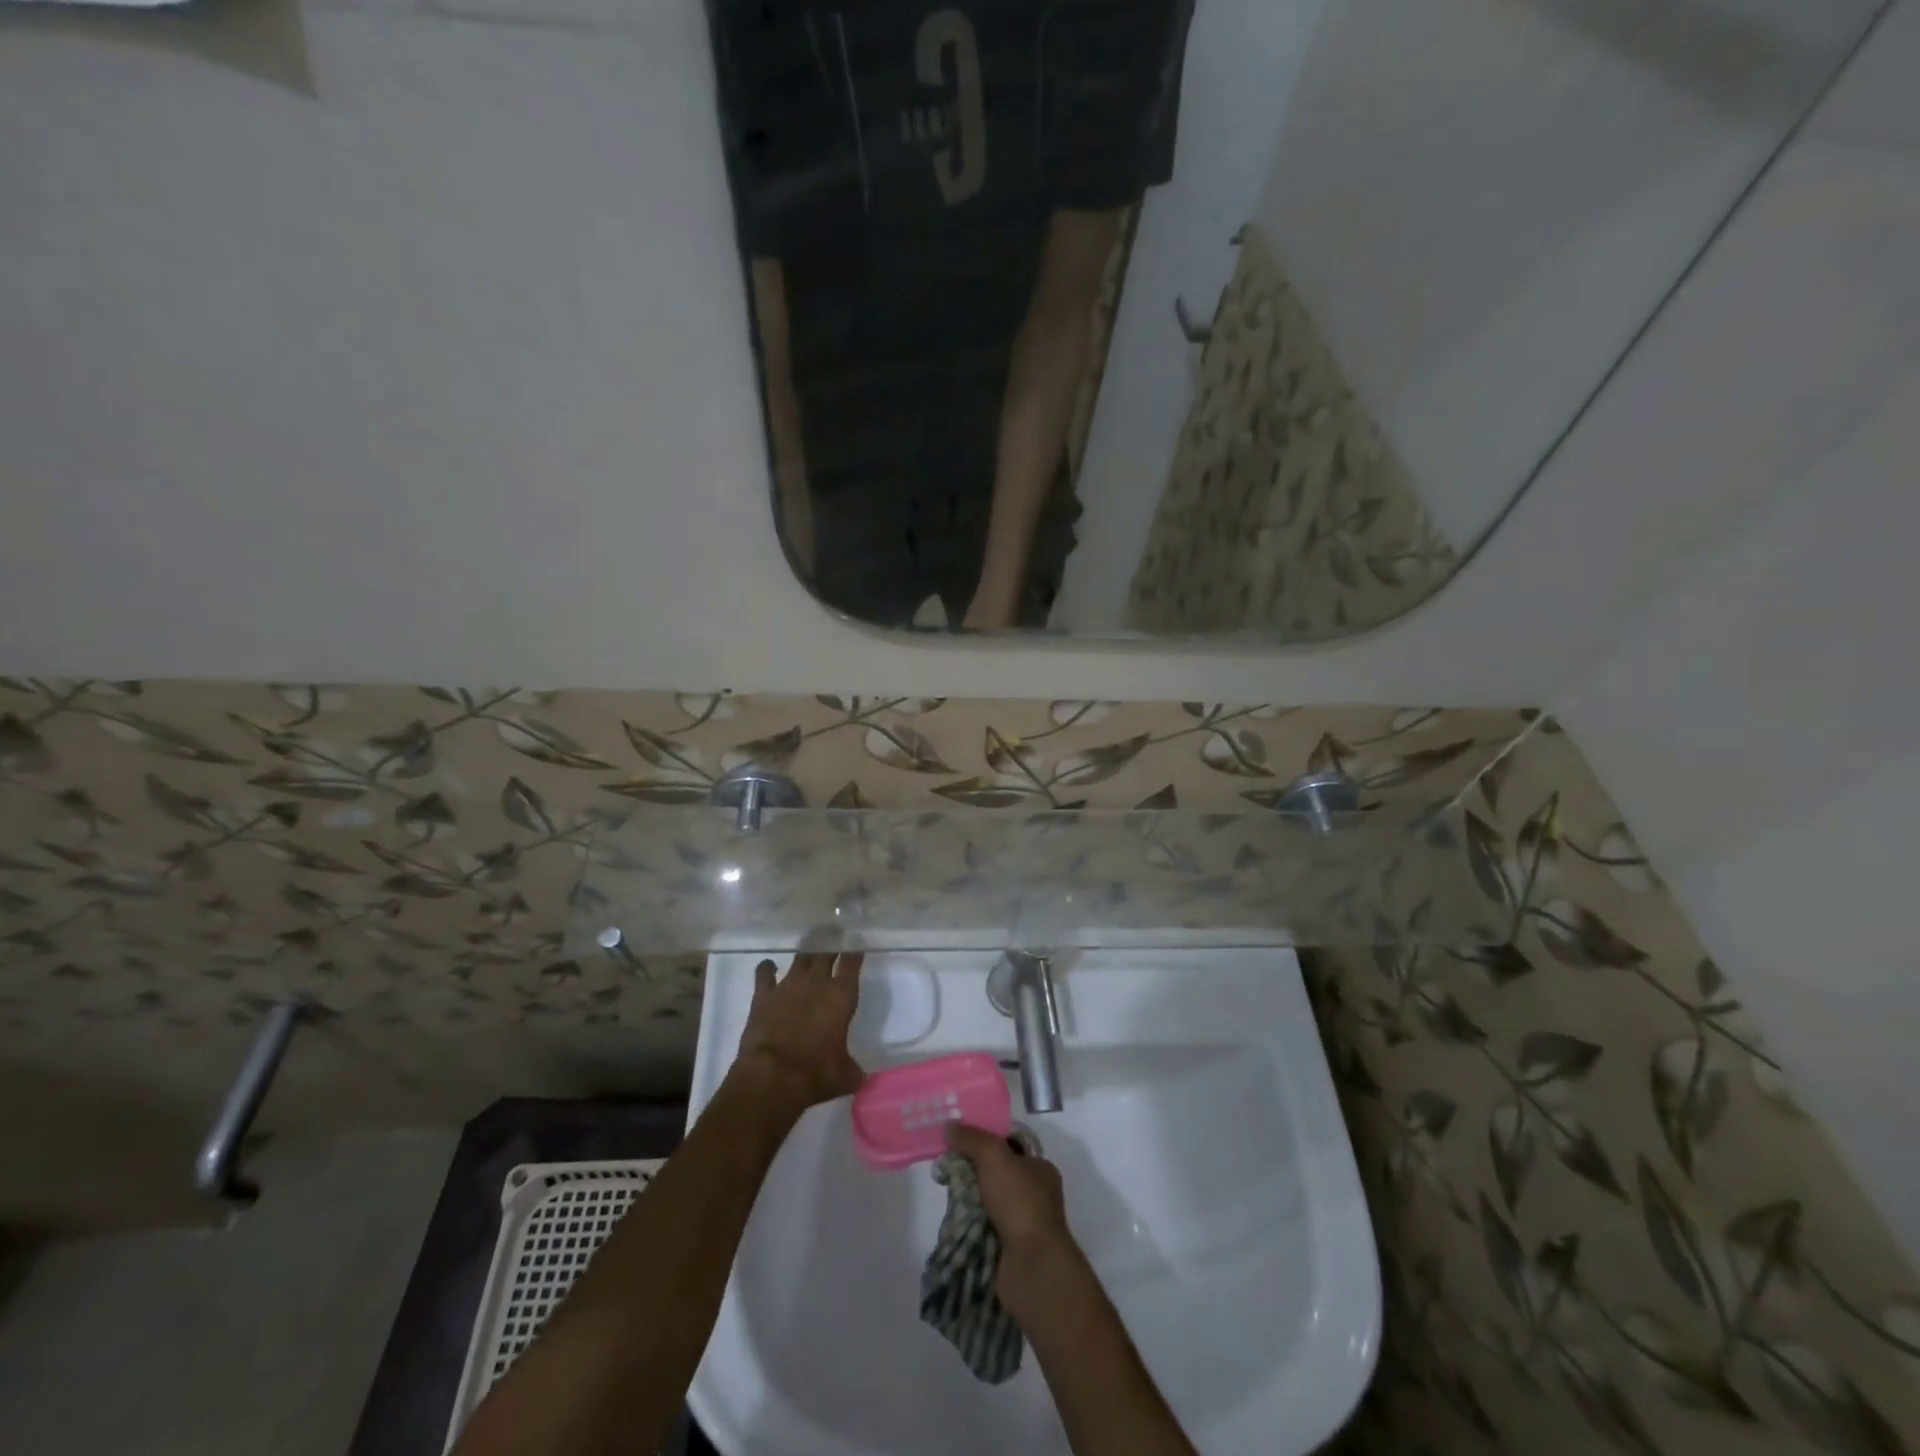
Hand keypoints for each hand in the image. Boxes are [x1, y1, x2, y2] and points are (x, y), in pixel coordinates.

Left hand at [733, 950, 864, 1115]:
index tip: (856, 944)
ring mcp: (788, 985)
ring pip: (800, 958)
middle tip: (834, 934)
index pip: (852, 962)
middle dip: (831, 941)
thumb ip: (852, 1068)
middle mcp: (817, 982)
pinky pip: (765, 973)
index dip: (855, 950)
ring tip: (809, 946)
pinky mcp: (763, 995)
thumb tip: (858, 1076)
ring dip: (806, 952)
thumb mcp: (845, 1075)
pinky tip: (769, 967)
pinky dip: (768, 968)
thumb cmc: (817, 1073)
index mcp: (841, 995)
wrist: (773, 1076)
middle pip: (826, 951)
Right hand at [946, 1123, 1088, 1319]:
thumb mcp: (994, 1156)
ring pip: (989, 1203)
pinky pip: (985, 1230)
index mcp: (1040, 1169)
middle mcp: (1036, 1195)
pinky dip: (971, 1227)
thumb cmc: (1020, 1203)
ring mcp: (1025, 1225)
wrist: (1032, 1267)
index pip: (1010, 1147)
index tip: (959, 1143)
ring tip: (948, 1198)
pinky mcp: (1012, 1251)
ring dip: (970, 1202)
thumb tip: (949, 1127)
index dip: (985, 1142)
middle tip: (947, 1172)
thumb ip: (971, 1139)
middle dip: (973, 1173)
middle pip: (997, 1175)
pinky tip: (955, 1223)